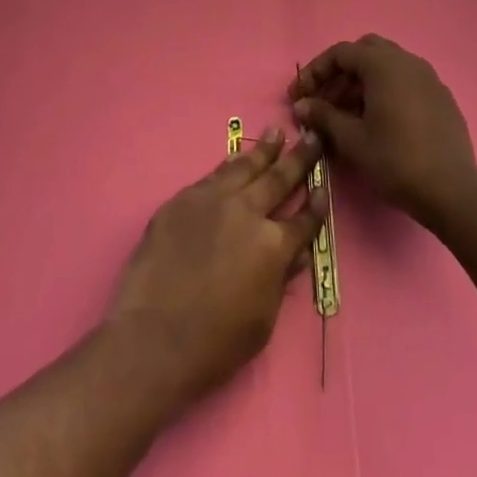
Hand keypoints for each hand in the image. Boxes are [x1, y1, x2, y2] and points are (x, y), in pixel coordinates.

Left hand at [108, 128, 324, 408]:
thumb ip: (280, 279)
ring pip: (245, 166)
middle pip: (278, 179)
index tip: (323, 187)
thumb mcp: (262, 321)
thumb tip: (296, 252)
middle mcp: (247, 212)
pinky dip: (231, 163)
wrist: (153, 336)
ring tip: (278, 132)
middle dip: (299, 158)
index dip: (316, 206)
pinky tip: (236, 157)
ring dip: (265, 149)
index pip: (303, 220)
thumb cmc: (214, 343)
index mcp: (273, 246)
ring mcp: (213, 199)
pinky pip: (214, 174)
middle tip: (312, 136)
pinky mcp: (184, 198)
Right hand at [289, 36, 476, 228]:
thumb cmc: (396, 161)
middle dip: (340, 73)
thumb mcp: (352, 140)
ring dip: (363, 83)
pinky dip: (386, 91)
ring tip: (348, 115)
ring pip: (387, 66)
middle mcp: (407, 61)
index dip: (315, 72)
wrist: (452, 192)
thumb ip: (323, 116)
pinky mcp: (442, 97)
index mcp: (383, 64)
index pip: (340, 53)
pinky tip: (379, 122)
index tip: (298, 95)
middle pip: (365, 52)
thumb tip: (301, 105)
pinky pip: (406, 82)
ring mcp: (428, 78)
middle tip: (325, 100)